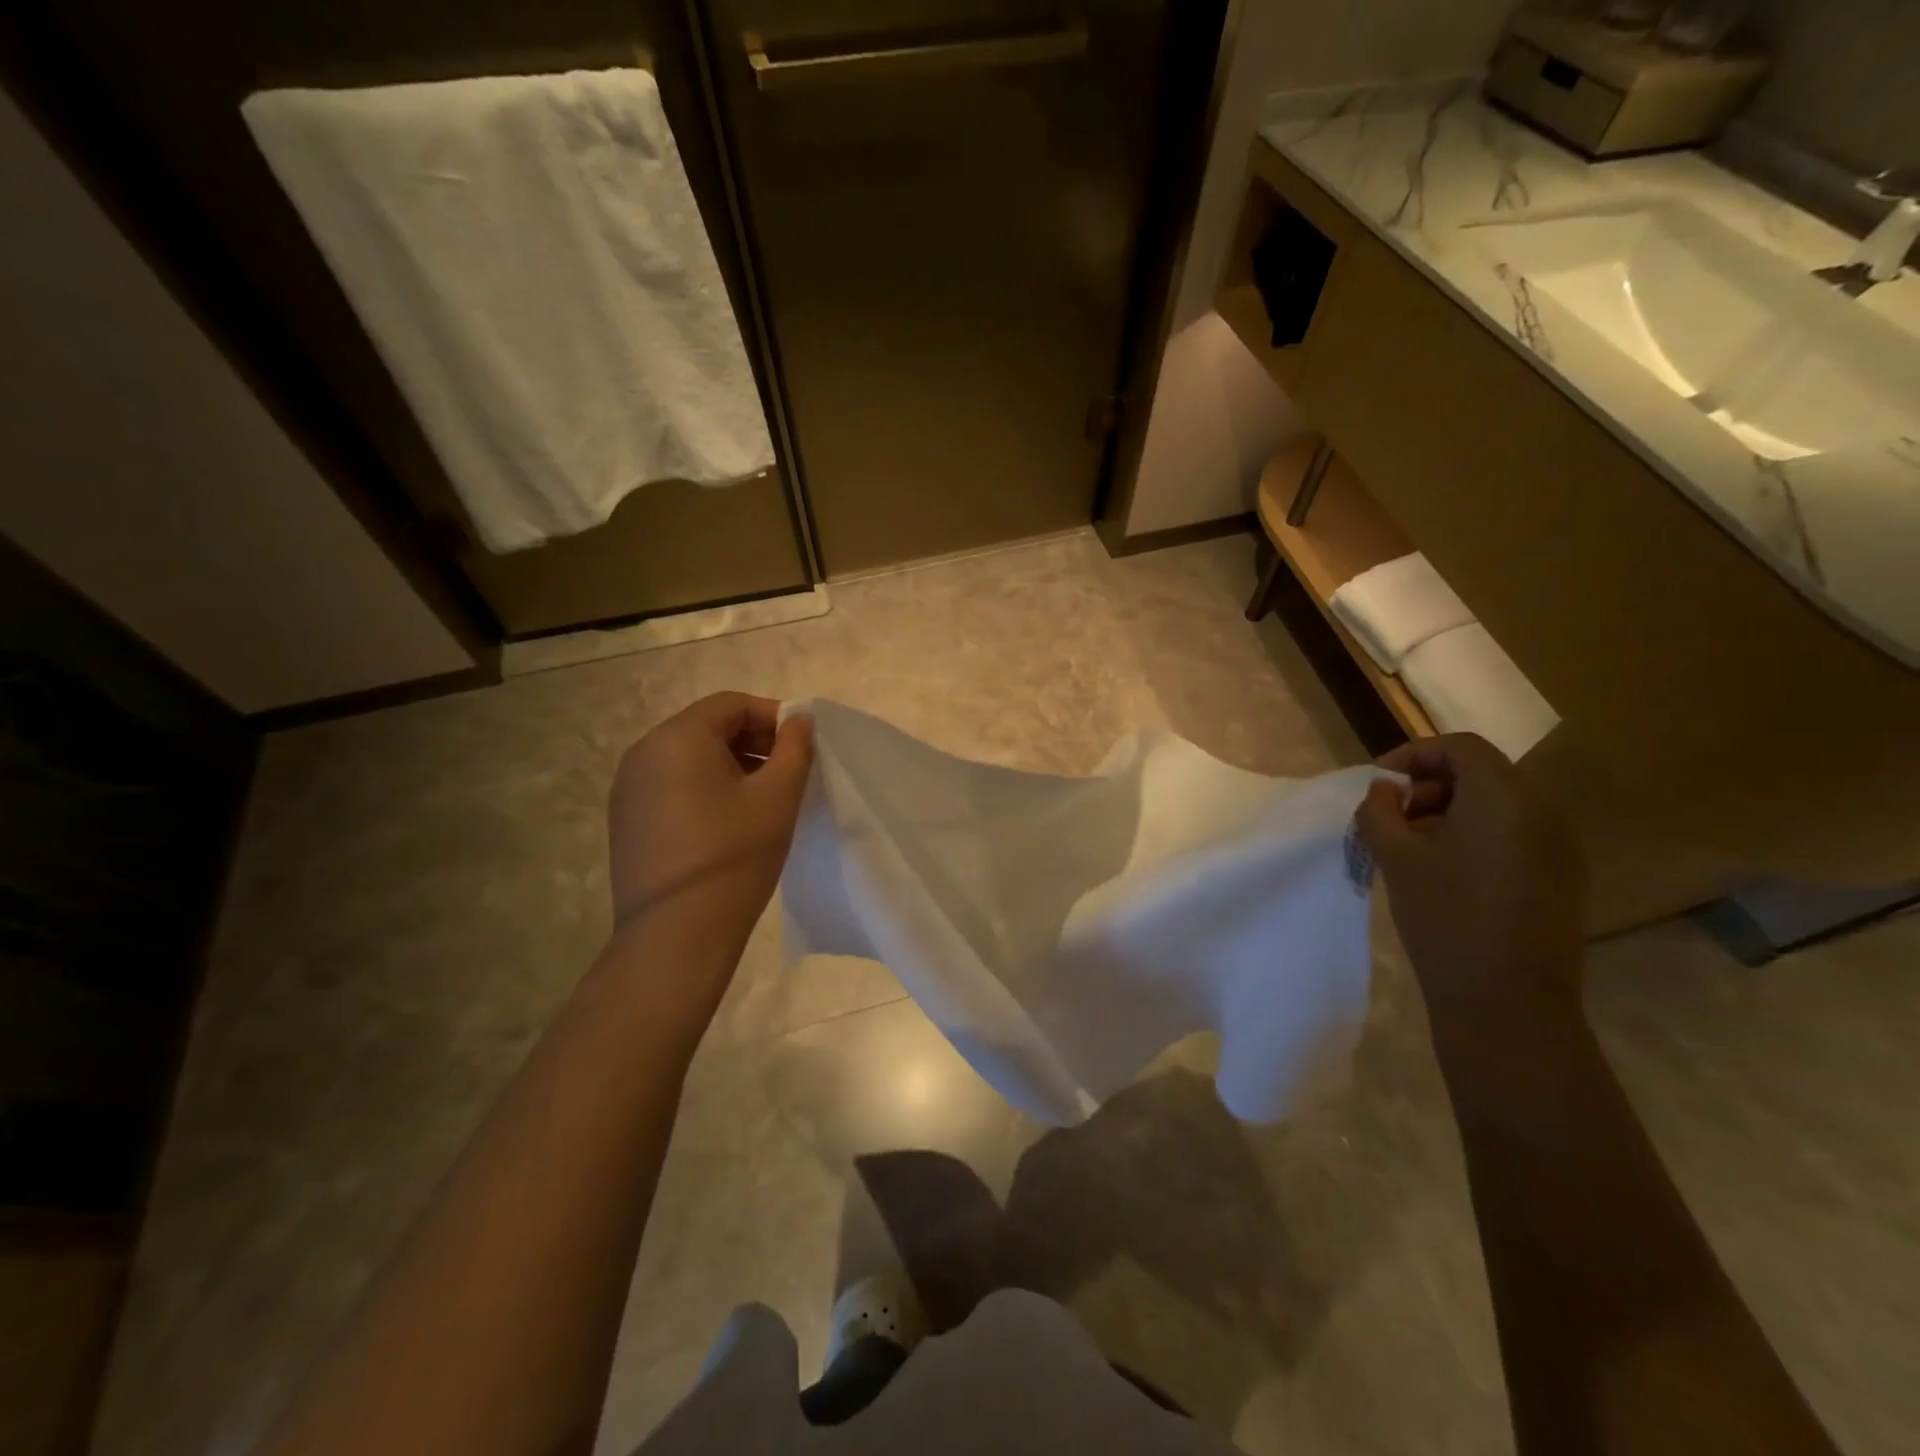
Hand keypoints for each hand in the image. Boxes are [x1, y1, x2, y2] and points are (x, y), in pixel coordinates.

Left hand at [606, 692, 813, 985]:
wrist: (676, 935)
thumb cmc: (735, 856)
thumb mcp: (778, 796)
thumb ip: (795, 747)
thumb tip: (799, 719)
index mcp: (677, 738)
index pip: (731, 705)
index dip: (773, 716)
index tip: (803, 744)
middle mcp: (643, 753)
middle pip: (708, 728)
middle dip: (754, 741)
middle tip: (790, 771)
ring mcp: (628, 789)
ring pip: (690, 758)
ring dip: (732, 765)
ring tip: (765, 798)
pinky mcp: (626, 820)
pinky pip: (672, 786)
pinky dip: (706, 788)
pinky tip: (730, 823)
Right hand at [1356, 733, 1584, 1023]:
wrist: (1508, 1001)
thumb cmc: (1445, 917)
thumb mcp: (1395, 857)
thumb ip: (1379, 811)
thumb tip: (1384, 793)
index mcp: (1504, 797)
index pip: (1459, 747)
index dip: (1413, 754)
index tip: (1378, 784)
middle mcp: (1543, 811)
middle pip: (1482, 772)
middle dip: (1429, 784)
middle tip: (1394, 818)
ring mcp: (1560, 846)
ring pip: (1498, 804)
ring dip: (1450, 811)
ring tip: (1415, 848)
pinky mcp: (1562, 878)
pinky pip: (1515, 834)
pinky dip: (1476, 836)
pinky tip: (1447, 873)